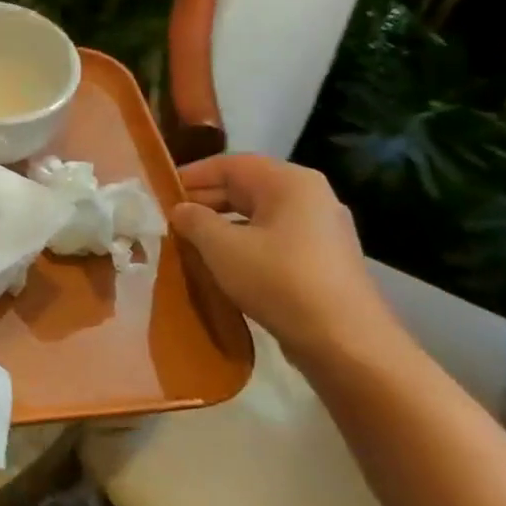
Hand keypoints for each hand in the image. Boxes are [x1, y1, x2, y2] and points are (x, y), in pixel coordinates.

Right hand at [170, 155, 403, 364]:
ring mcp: (321, 227)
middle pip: (247, 187)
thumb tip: (181, 209)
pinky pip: (275, 237)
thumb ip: (194, 221)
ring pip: (260, 214)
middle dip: (206, 201)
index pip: (230, 164)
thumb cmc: (278, 280)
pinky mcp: (324, 258)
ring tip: (191, 242)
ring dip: (223, 224)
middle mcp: (310, 195)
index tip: (161, 193)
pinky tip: (224, 263)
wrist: (344, 341)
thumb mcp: (222, 247)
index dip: (192, 175)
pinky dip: (245, 242)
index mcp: (289, 182)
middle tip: (171, 220)